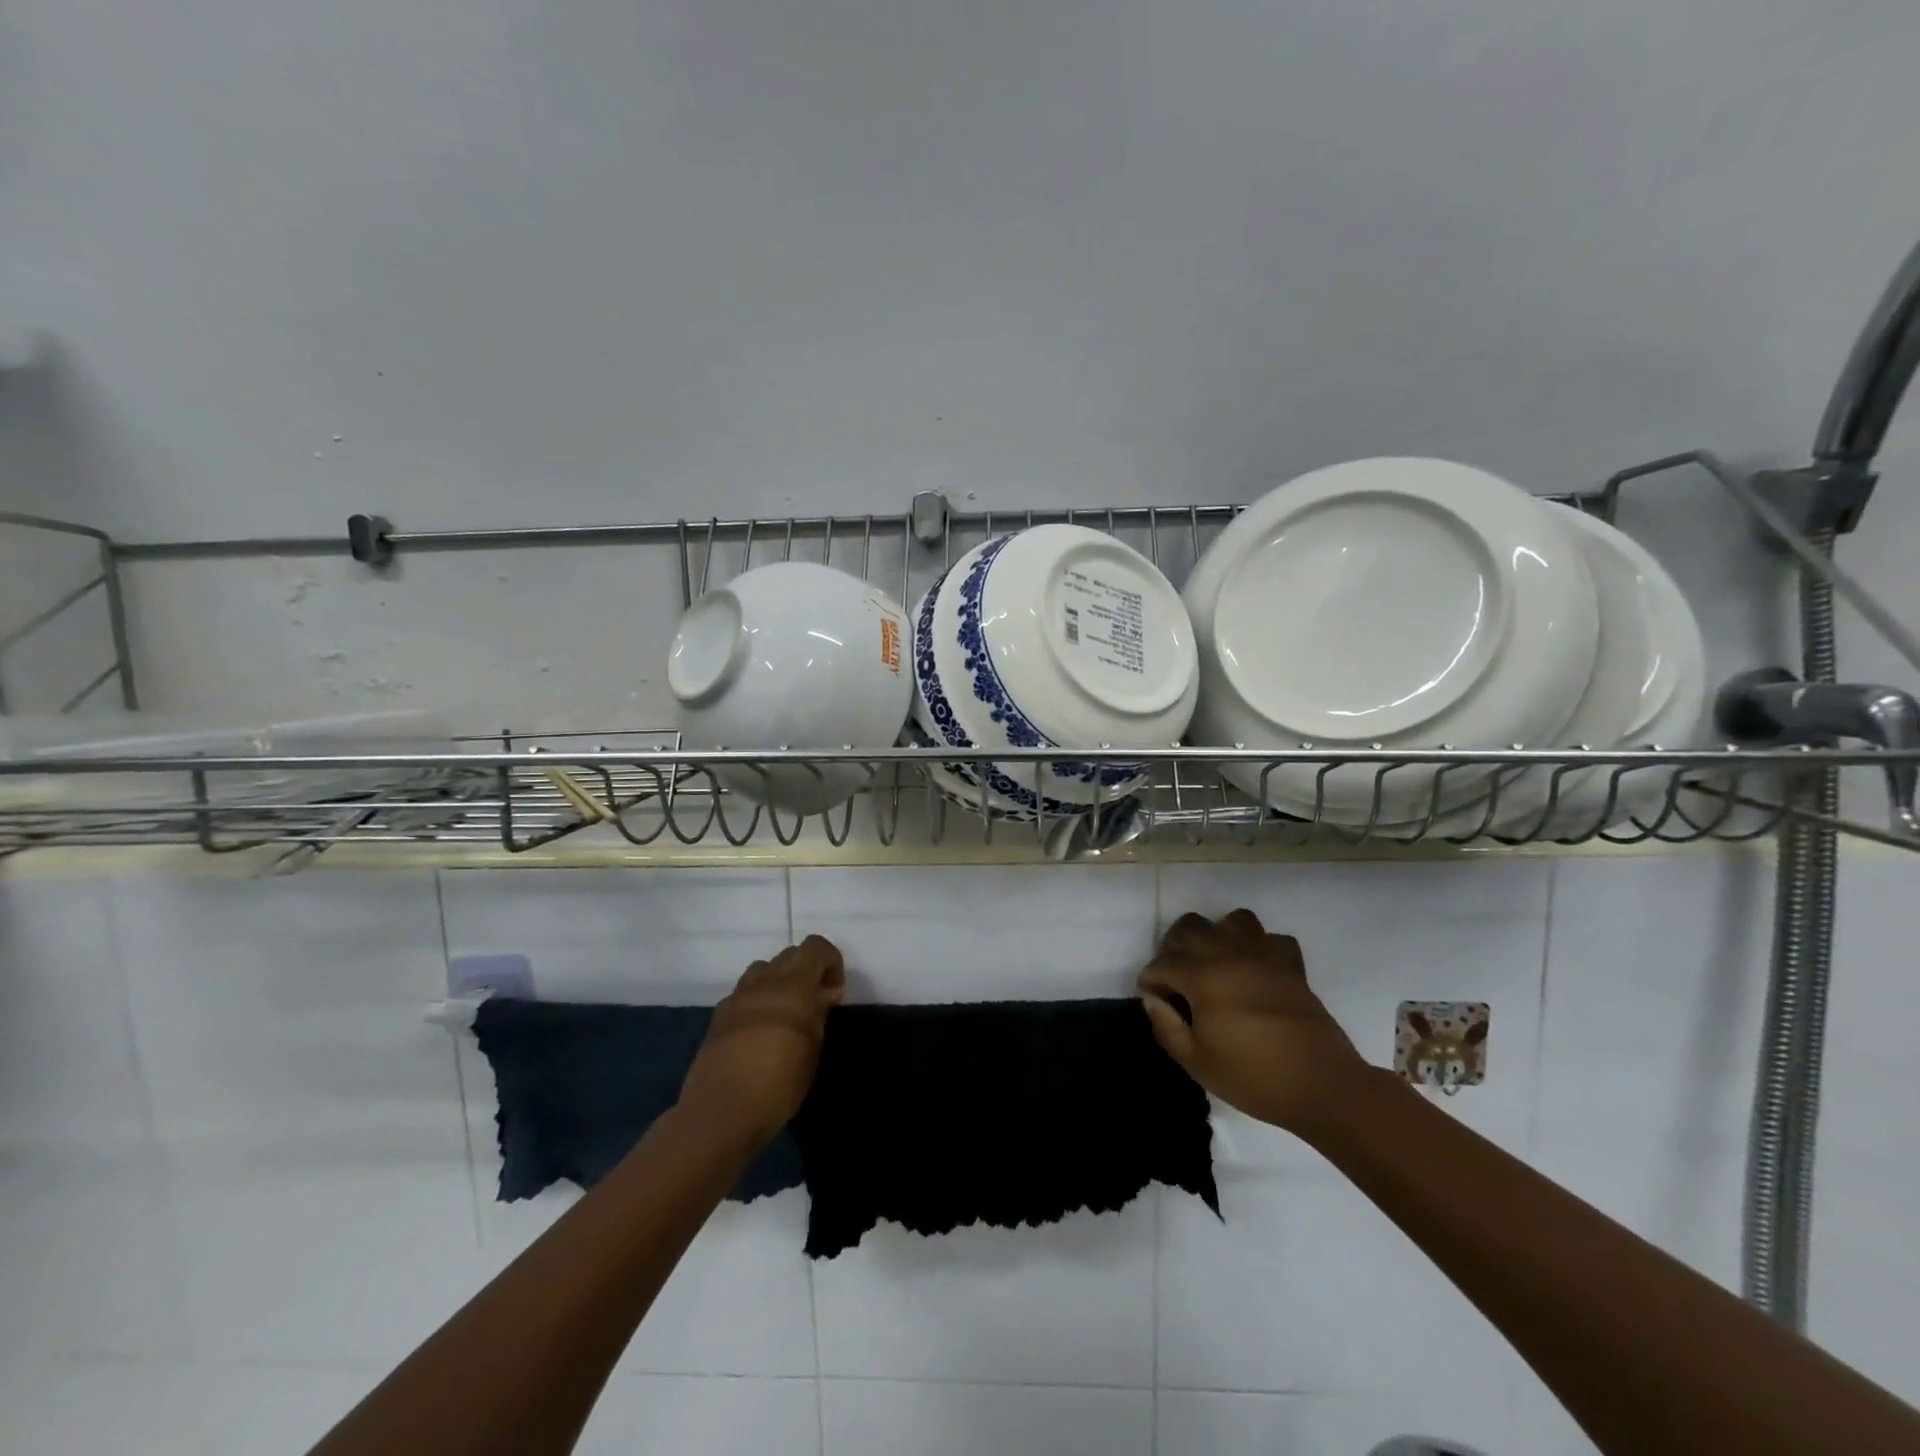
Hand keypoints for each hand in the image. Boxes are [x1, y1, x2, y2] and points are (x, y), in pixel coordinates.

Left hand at [679, 935, 845, 1148]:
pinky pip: (744, 992)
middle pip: (790, 953)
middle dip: (808, 970)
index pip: (816, 947)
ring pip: (764, 968)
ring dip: (780, 980)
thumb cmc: (778, 1084)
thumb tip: (824, 995)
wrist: (720, 1112)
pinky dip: (758, 998)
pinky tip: (760, 1030)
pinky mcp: (719, 1015)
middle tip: (814, 1003)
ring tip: (786, 1013)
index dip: (831, 961)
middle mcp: (764, 982)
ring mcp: (737, 996)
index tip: (834, 992)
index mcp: (793, 986)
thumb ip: (819, 1014)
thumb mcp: (812, 1050)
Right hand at [1138, 909, 1366, 1133]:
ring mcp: (1263, 954)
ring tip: (1217, 965)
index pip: (1160, 964)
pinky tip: (1256, 971)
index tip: (1157, 1004)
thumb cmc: (1252, 1076)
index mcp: (1201, 975)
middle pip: (1190, 928)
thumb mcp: (1196, 1062)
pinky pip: (1272, 939)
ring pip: (1232, 920)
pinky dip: (1260, 949)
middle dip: (1175, 949)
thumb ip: (1166, 1026)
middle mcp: (1228, 953)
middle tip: (1179, 982)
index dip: (1151, 983)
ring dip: (1219, 937)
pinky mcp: (1291, 964)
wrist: (1321, 1086)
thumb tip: (1152, 1000)